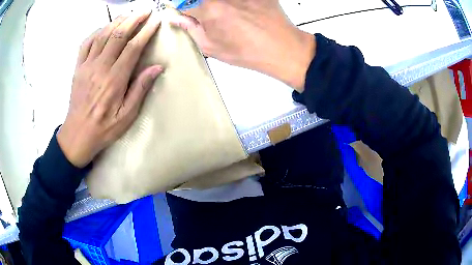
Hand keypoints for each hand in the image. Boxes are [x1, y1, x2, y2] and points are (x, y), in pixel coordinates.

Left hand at [57, 11, 162, 167]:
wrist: (77, 135)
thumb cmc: (104, 128)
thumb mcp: (127, 116)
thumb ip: (140, 89)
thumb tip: (157, 67)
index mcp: (114, 79)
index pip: (133, 47)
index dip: (145, 32)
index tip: (155, 22)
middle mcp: (100, 67)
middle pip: (118, 35)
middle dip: (133, 19)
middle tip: (145, 11)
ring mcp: (87, 65)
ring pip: (102, 35)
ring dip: (117, 22)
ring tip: (129, 14)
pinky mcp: (78, 68)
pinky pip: (86, 44)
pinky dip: (96, 32)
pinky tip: (104, 28)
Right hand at [170, 0, 315, 90]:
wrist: (283, 49)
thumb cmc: (246, 52)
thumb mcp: (212, 48)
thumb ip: (192, 30)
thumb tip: (177, 19)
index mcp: (209, 9)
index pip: (186, 4)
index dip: (185, 11)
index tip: (189, 15)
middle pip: (204, 0)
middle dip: (204, 8)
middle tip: (216, 20)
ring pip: (222, 0)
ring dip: (222, 6)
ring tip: (234, 20)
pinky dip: (238, 4)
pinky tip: (246, 13)